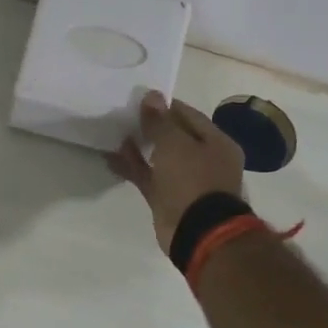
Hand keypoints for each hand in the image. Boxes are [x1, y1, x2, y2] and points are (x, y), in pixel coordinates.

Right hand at [108, 92, 245, 253]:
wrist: (197, 231)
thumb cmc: (193, 180)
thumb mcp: (175, 145)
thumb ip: (160, 121)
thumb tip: (151, 95)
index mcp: (216, 143)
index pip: (189, 116)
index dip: (165, 106)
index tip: (141, 98)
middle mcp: (204, 160)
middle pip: (174, 137)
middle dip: (150, 127)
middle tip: (125, 114)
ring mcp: (185, 181)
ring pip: (159, 158)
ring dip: (139, 147)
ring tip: (115, 133)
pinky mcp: (167, 199)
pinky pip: (148, 177)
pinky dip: (132, 168)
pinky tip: (111, 158)